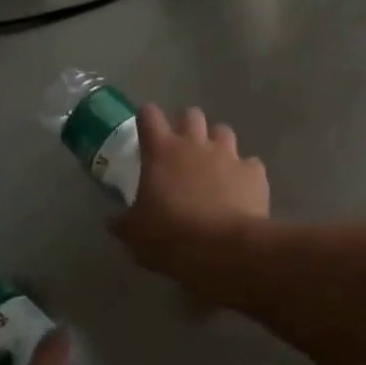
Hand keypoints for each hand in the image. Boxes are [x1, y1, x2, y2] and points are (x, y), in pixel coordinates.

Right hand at [115, 104, 269, 280]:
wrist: (222, 249)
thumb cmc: (170, 237)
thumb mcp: (135, 234)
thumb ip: (123, 222)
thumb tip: (112, 221)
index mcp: (162, 151)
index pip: (150, 115)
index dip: (147, 118)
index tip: (146, 129)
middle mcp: (196, 144)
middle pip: (191, 115)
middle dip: (186, 126)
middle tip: (182, 149)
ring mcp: (228, 155)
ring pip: (223, 132)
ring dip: (217, 143)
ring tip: (213, 165)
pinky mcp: (254, 172)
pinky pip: (249, 164)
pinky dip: (244, 173)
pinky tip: (241, 190)